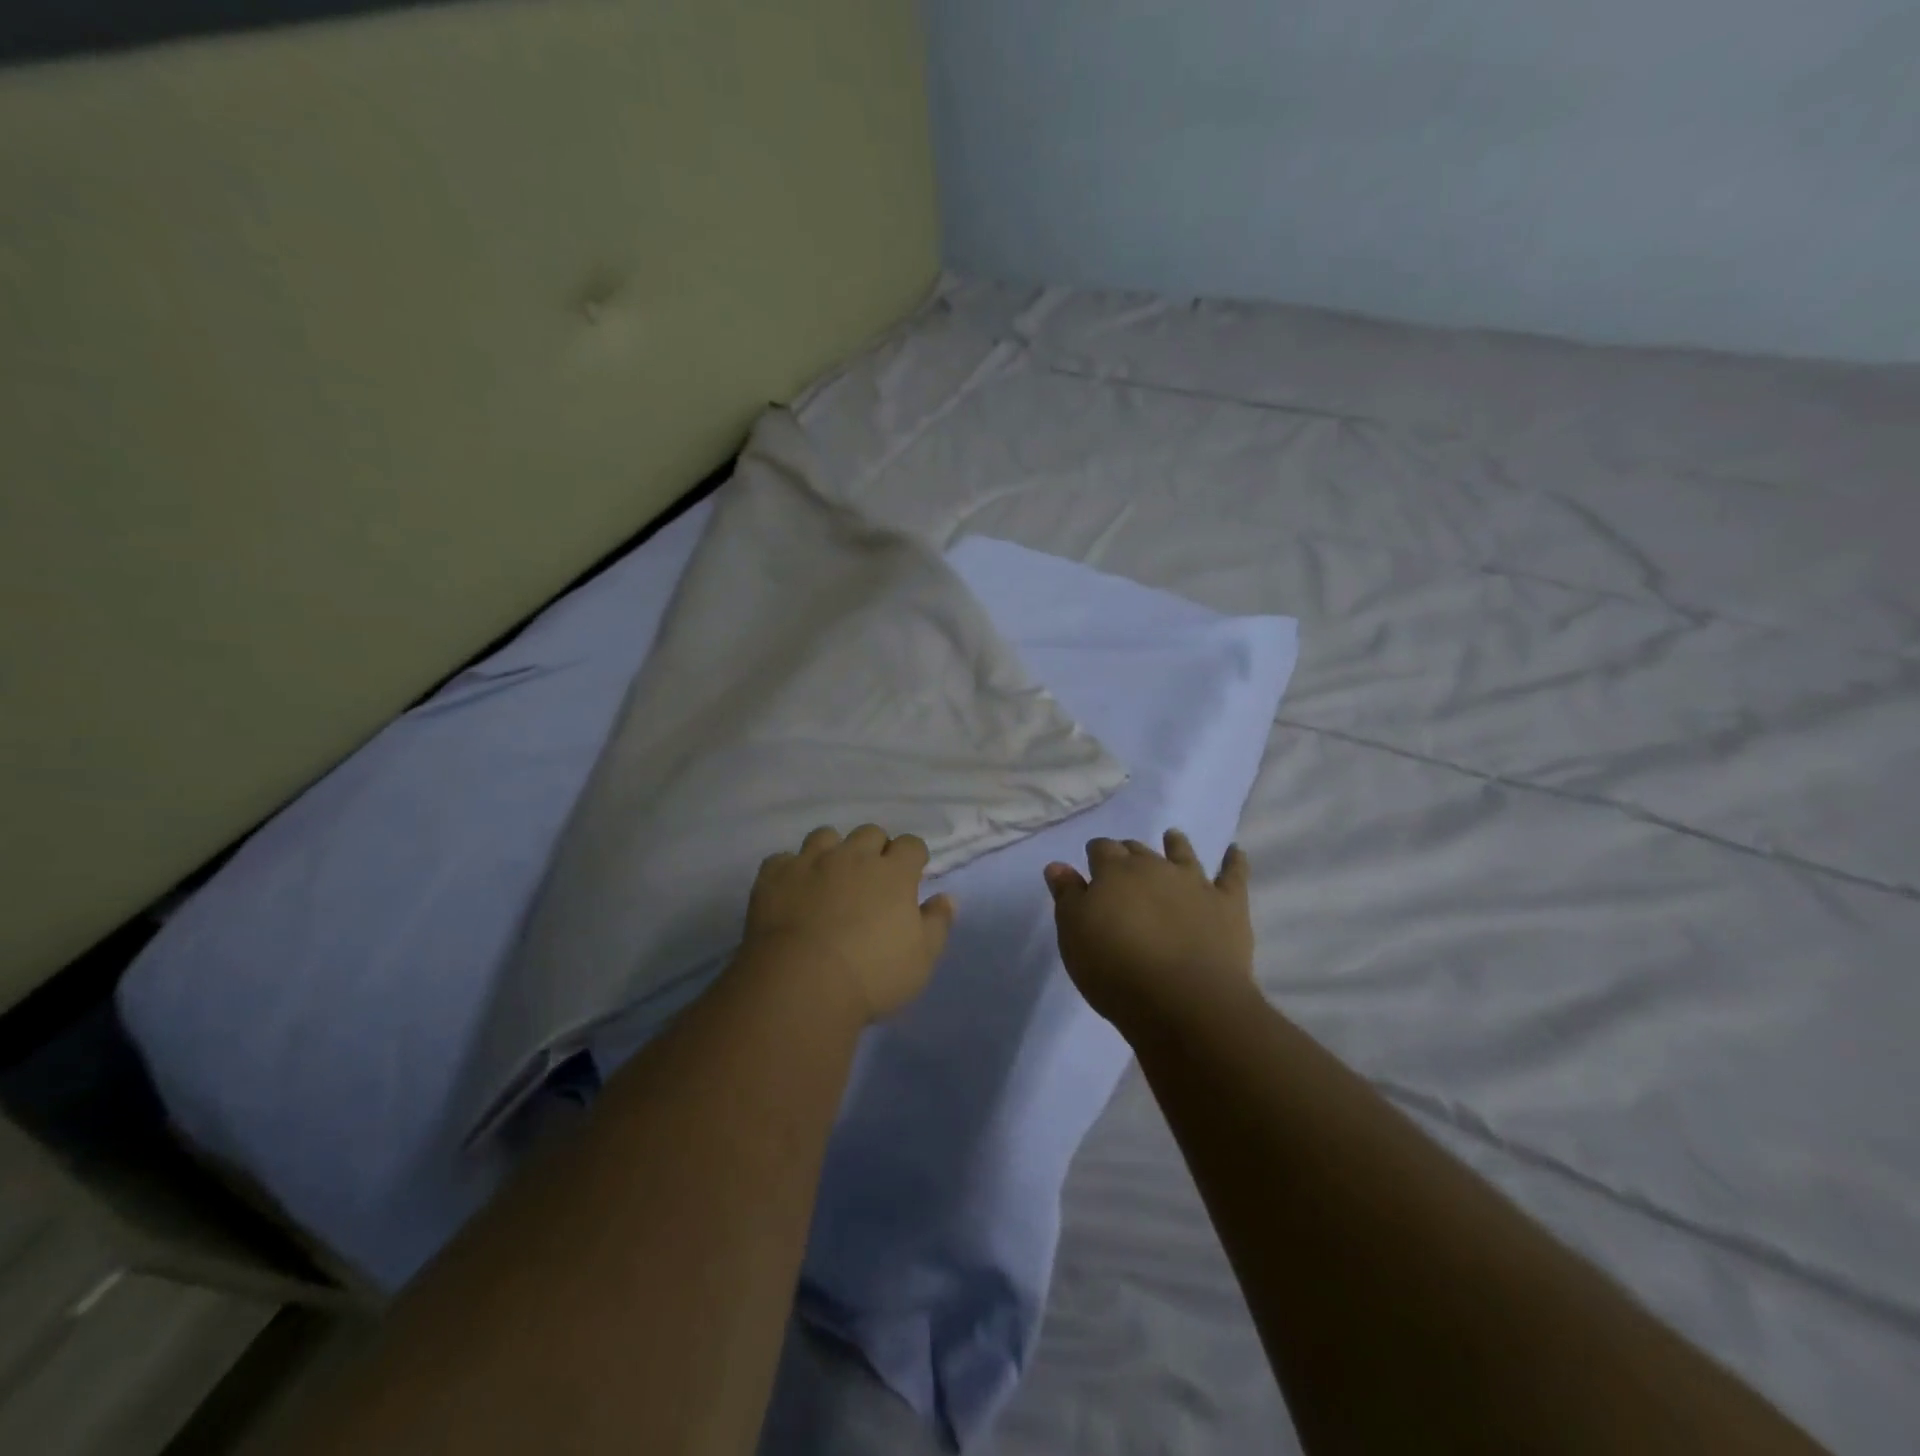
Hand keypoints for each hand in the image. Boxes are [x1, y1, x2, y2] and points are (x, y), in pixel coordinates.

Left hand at [743, 824, 956, 1023]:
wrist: (801, 985)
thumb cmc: (872, 976)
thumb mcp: (921, 959)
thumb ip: (937, 924)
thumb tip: (946, 897)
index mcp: (893, 872)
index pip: (911, 844)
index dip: (913, 857)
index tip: (911, 876)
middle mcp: (853, 856)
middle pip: (870, 832)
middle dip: (875, 848)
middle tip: (871, 878)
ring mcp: (810, 862)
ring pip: (825, 836)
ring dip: (832, 850)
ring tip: (829, 876)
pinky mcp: (774, 875)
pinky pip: (782, 859)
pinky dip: (790, 870)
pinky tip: (791, 890)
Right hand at [1045, 830, 1255, 1034]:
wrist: (1183, 1000)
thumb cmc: (1115, 969)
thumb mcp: (1074, 934)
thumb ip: (1067, 896)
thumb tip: (1058, 865)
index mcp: (1114, 871)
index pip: (1101, 849)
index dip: (1096, 854)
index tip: (1092, 863)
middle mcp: (1154, 867)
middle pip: (1138, 850)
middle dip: (1129, 852)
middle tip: (1126, 862)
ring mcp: (1195, 883)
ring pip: (1183, 853)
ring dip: (1176, 844)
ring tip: (1173, 836)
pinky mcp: (1228, 905)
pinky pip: (1234, 875)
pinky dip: (1234, 861)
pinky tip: (1235, 851)